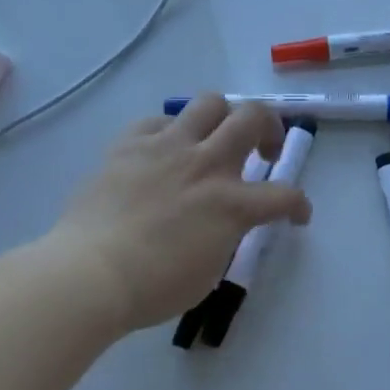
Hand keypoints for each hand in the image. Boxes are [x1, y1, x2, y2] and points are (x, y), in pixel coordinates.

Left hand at [47, 95, 311, 332]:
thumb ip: (226, 235)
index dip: (299, 205)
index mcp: (232, 204)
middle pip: (254, 116)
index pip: (285, 195)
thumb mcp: (210, 269)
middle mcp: (206, 164)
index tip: (296, 215)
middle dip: (269, 129)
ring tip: (214, 140)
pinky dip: (169, 132)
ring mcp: (166, 148)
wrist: (90, 274)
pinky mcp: (129, 144)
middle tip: (262, 152)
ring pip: (209, 102)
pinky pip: (158, 121)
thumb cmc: (154, 287)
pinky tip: (163, 152)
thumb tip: (223, 222)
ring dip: (223, 118)